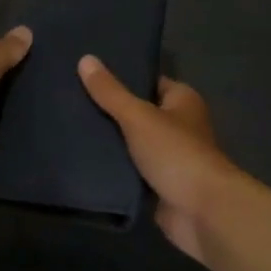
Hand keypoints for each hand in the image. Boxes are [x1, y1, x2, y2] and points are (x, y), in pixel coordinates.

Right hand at [78, 56, 240, 262]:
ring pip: (130, 143)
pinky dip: (111, 167)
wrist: (202, 212)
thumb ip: (111, 92)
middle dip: (108, 110)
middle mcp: (177, 125)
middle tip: (69, 100)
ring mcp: (167, 157)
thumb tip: (85, 59)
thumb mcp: (138, 116)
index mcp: (181, 101)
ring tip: (67, 126)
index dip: (120, 77)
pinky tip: (81, 158)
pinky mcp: (157, 185)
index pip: (147, 81)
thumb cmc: (176, 153)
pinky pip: (129, 170)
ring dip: (108, 141)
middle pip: (136, 112)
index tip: (86, 73)